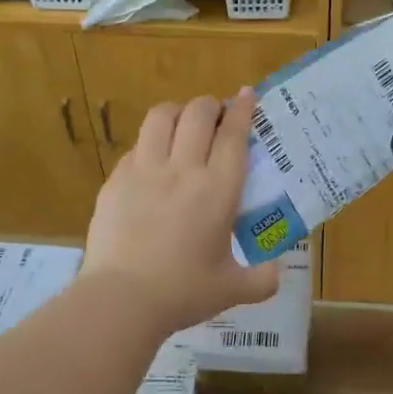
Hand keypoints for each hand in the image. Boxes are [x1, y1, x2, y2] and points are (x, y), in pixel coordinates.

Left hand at [83, 91, 280, 333]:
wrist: (121, 299)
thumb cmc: (183, 292)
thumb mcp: (234, 290)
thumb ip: (262, 279)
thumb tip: (276, 271)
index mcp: (217, 190)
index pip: (233, 134)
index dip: (242, 109)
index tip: (247, 94)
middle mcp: (182, 169)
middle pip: (197, 114)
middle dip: (210, 105)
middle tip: (217, 116)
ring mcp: (144, 171)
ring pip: (161, 117)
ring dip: (177, 112)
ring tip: (183, 124)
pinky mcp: (116, 180)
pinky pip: (136, 145)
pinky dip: (150, 142)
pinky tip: (153, 160)